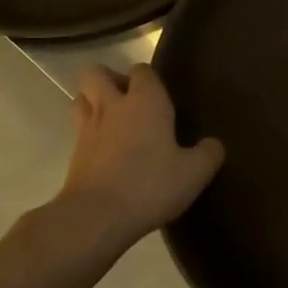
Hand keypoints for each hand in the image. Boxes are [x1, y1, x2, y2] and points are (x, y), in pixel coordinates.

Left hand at [60, 64, 224, 244]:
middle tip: (130, 101)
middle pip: (96, 73)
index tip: (162, 97)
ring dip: (94, 102)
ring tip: (115, 122)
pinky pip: (78, 130)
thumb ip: (208, 154)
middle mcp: (112, 106)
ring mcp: (87, 129)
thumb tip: (213, 144)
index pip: (142, 70)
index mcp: (145, 101)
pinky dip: (90, 134)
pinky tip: (108, 153)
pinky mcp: (73, 154)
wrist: (96, 217)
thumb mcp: (194, 173)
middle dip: (110, 79)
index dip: (149, 78)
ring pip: (81, 98)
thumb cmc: (150, 185)